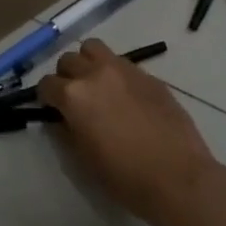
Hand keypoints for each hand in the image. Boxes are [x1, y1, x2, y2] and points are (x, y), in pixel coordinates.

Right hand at [38, 39, 217, 225]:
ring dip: (88, 63)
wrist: (178, 177)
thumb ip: (67, 131)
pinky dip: (115, 73)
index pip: (46, 84)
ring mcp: (125, 70)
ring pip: (94, 48)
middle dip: (66, 77)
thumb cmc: (125, 176)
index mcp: (74, 95)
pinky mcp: (149, 75)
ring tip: (97, 86)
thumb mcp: (83, 159)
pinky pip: (122, 63)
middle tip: (74, 99)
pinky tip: (126, 97)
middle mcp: (95, 73)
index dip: (46, 98)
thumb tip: (63, 118)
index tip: (53, 110)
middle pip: (68, 60)